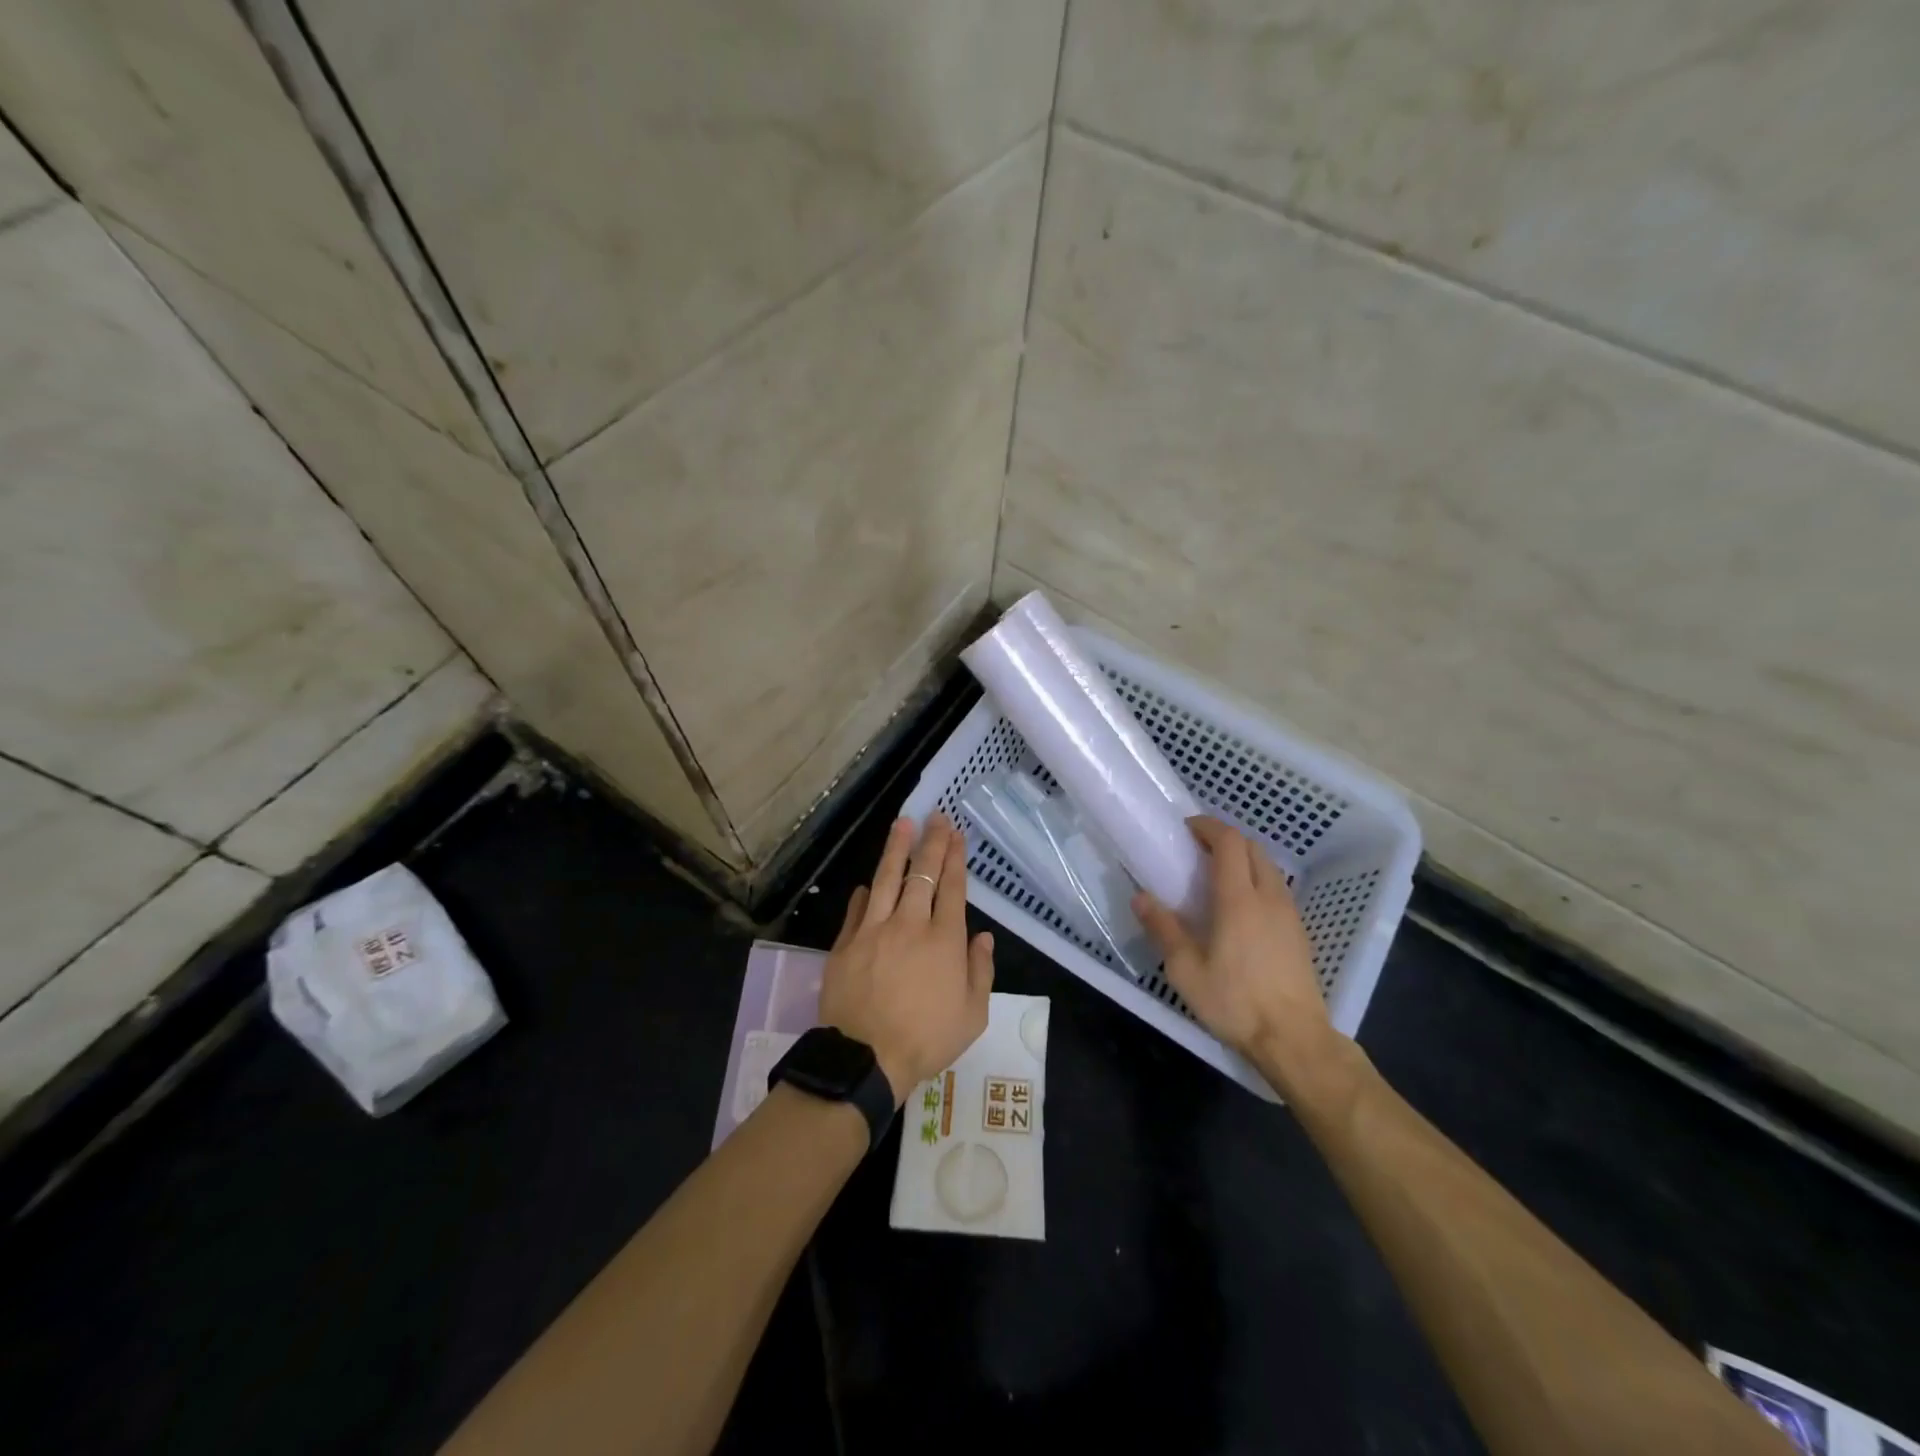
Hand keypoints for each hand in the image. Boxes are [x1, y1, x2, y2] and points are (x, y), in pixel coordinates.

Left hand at [818, 813, 994, 1103]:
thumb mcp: (973, 1015)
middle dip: (931, 842)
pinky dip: (865, 892)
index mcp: (944, 940)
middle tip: (936, 817)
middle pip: (921, 874)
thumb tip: (983, 937)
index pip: (952, 888)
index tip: (956, 834)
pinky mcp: (845, 943)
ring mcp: (873, 930)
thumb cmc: (927, 1039)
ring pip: (886, 879)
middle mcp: (910, 924)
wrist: (866, 1057)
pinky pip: (857, 909)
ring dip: (896, 849)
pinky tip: (868, 882)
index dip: (955, 858)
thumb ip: (980, 970)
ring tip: (903, 824)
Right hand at [1133, 817, 1338, 1085]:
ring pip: (1268, 868)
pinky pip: (1276, 889)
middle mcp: (1268, 897)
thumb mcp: (1186, 970)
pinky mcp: (1299, 933)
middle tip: (1197, 850)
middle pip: (1252, 847)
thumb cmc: (1235, 1002)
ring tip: (1216, 877)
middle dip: (1225, 839)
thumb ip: (1163, 929)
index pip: (1229, 842)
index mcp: (1238, 900)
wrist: (1295, 1039)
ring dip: (1243, 859)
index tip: (1186, 828)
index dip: (1208, 826)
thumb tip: (1141, 897)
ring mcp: (1289, 914)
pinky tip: (1240, 909)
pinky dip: (1256, 881)